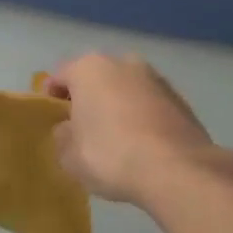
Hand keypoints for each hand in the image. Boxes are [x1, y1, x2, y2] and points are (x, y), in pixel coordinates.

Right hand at [47, 53, 222, 205]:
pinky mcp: (181, 99)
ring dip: (118, 105)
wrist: (176, 169)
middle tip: (82, 125)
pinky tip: (141, 143)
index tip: (52, 115)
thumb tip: (69, 130)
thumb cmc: (110, 155)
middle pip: (97, 78)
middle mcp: (123, 63)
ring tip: (114, 135)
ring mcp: (156, 79)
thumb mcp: (70, 155)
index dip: (52, 95)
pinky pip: (150, 105)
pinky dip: (142, 117)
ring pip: (126, 89)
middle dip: (89, 97)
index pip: (60, 75)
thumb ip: (63, 137)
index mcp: (89, 69)